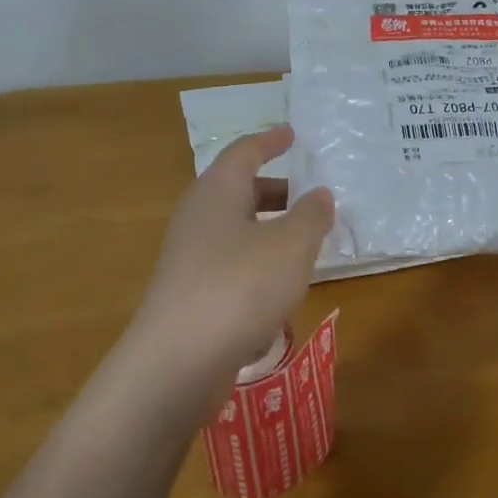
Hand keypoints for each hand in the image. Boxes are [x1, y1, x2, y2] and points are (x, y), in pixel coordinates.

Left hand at [125, 126, 332, 398]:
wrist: (178, 362)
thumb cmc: (240, 287)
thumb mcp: (291, 245)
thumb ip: (311, 215)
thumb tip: (320, 195)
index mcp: (217, 192)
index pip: (244, 152)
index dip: (270, 141)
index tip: (292, 135)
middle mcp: (198, 218)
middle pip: (239, 190)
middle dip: (276, 189)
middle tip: (311, 194)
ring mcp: (190, 258)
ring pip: (236, 229)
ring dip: (270, 229)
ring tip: (305, 241)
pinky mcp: (191, 294)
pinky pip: (231, 263)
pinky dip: (259, 262)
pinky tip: (282, 286)